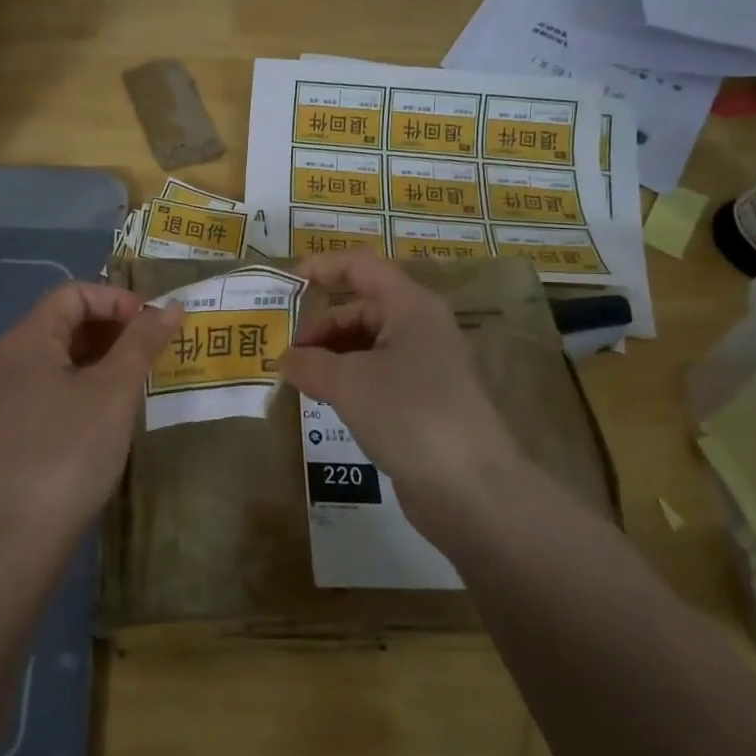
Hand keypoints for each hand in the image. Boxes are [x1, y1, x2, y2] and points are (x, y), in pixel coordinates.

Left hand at [0, 281, 182, 555]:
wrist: (23, 533)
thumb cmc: (71, 449)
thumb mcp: (115, 390)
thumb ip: (143, 342)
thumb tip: (171, 306)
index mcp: (28, 339)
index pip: (74, 293)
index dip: (117, 299)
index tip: (154, 323)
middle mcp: (14, 358)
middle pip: (68, 320)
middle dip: (116, 326)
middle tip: (157, 348)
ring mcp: (15, 393)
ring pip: (66, 354)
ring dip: (107, 355)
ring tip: (145, 374)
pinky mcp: (22, 423)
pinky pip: (60, 383)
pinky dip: (92, 381)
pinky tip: (119, 404)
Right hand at [281, 254, 521, 543]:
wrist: (471, 488)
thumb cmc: (409, 415)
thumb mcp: (348, 383)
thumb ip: (309, 363)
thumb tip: (284, 358)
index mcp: (410, 306)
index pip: (361, 267)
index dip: (323, 268)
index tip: (286, 286)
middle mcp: (421, 327)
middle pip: (362, 308)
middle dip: (321, 326)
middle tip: (287, 354)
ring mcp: (425, 365)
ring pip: (368, 344)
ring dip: (331, 355)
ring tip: (300, 379)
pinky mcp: (424, 400)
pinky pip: (377, 374)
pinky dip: (348, 380)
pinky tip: (327, 401)